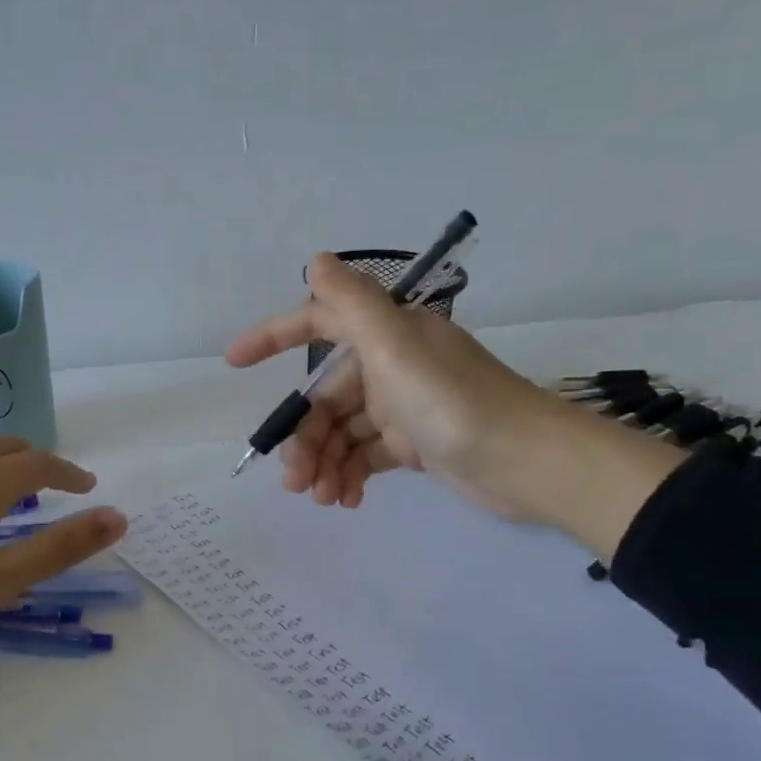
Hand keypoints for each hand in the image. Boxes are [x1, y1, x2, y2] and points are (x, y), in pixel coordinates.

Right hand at [227, 253, 557, 513]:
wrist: (526, 462)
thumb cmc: (453, 402)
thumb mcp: (395, 347)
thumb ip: (352, 304)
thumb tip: (316, 259)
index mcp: (386, 336)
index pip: (319, 323)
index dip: (273, 336)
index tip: (234, 362)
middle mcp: (391, 366)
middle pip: (326, 397)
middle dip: (305, 436)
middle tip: (293, 479)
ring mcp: (403, 408)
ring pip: (343, 432)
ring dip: (324, 463)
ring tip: (320, 498)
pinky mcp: (415, 445)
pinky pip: (366, 456)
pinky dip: (351, 475)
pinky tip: (346, 500)